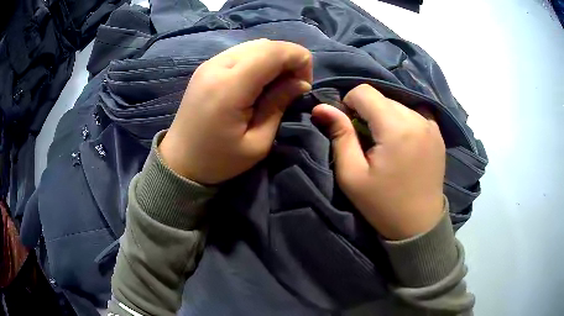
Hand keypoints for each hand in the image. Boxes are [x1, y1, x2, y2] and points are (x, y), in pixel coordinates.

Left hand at [160, 39, 312, 184]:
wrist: (179, 162)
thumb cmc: (218, 160)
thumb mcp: (257, 143)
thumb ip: (279, 105)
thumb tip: (300, 83)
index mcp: (230, 86)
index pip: (275, 51)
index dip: (299, 60)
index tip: (304, 86)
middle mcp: (218, 65)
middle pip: (266, 44)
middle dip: (289, 59)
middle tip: (292, 87)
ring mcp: (209, 63)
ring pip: (255, 45)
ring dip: (274, 59)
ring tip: (276, 85)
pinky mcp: (206, 66)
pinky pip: (241, 52)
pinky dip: (258, 61)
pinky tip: (257, 82)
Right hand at [312, 84, 445, 239]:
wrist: (419, 225)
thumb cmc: (382, 204)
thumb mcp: (352, 175)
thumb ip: (339, 136)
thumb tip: (321, 107)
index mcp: (396, 127)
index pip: (364, 91)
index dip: (349, 104)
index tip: (349, 128)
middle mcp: (417, 118)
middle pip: (382, 97)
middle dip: (368, 111)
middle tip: (366, 141)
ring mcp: (431, 124)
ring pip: (398, 103)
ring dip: (385, 117)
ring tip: (385, 145)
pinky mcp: (438, 133)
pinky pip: (414, 113)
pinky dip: (402, 121)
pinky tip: (402, 143)